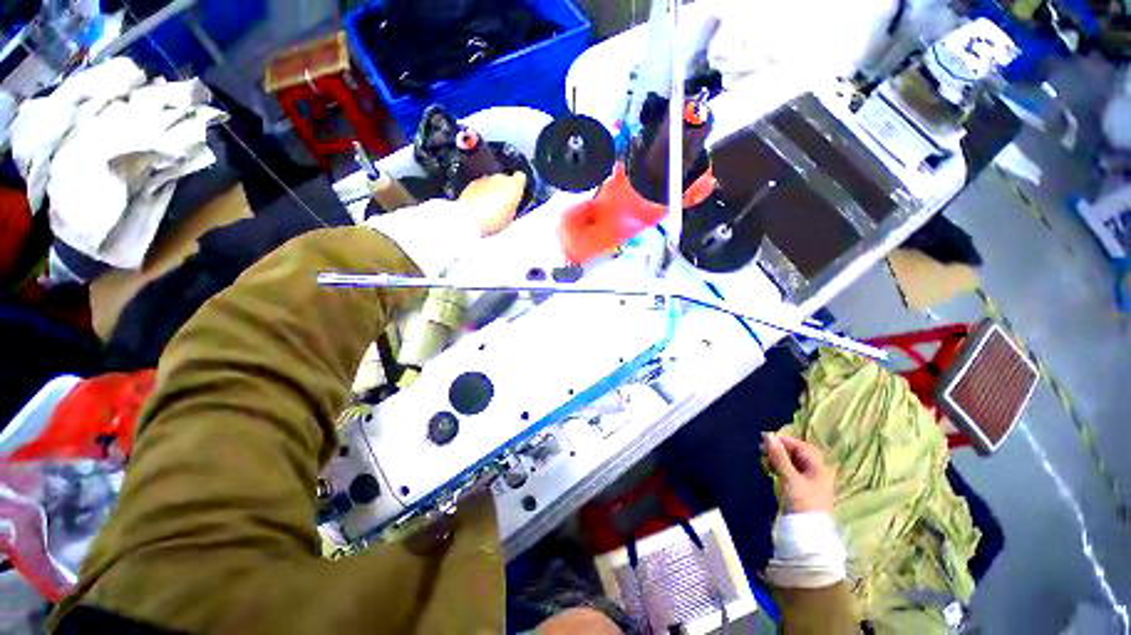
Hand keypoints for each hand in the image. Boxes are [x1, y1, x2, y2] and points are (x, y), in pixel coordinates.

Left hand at [458, 172, 526, 235]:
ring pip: (492, 184)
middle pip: (505, 180)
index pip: (521, 177)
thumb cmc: (492, 218)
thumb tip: (512, 206)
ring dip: (492, 193)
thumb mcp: (512, 217)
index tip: (518, 193)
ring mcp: (484, 180)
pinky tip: (481, 208)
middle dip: (504, 190)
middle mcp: (499, 178)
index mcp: (513, 184)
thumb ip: (514, 206)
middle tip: (503, 206)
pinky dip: (481, 195)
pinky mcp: (472, 184)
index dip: (519, 185)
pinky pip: (480, 187)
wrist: (470, 218)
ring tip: (491, 209)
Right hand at [763, 432, 835, 513]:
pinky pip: (791, 473)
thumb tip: (769, 436)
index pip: (803, 447)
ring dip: (780, 458)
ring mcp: (810, 483)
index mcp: (819, 469)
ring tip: (765, 458)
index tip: (768, 440)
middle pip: (799, 455)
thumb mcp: (789, 477)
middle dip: (781, 449)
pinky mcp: (802, 491)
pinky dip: (781, 468)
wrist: (805, 533)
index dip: (786, 441)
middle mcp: (817, 474)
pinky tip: (771, 469)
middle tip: (764, 448)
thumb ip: (779, 456)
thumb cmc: (800, 502)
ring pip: (794, 464)